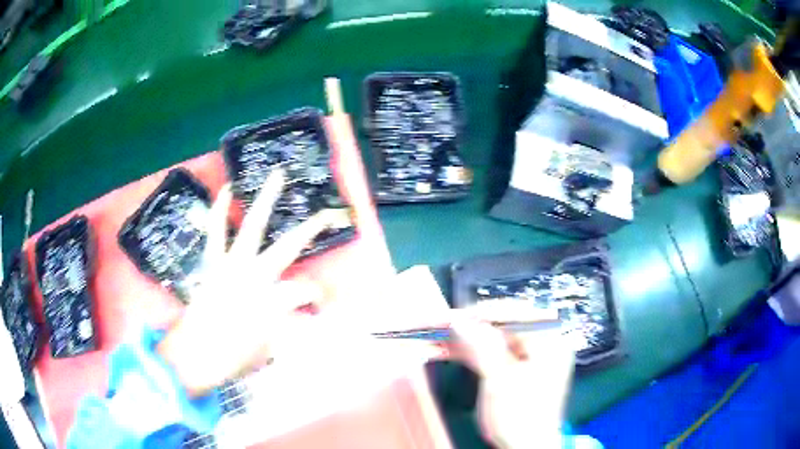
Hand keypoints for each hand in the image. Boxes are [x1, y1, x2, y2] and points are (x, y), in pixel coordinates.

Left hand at [158, 169, 336, 396]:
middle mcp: (256, 275)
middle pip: (289, 246)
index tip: (319, 307)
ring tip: (277, 176)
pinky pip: (216, 231)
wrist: (194, 355)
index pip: (306, 291)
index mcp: (274, 300)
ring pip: (253, 226)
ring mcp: (232, 265)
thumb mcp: (268, 350)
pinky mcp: (212, 263)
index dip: (317, 297)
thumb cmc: (233, 358)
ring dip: (266, 200)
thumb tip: (292, 316)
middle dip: (311, 229)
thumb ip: (282, 328)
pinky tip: (226, 190)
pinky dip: (219, 210)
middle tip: (326, 214)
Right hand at [449, 317, 574, 448]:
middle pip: (503, 325)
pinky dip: (471, 352)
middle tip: (443, 325)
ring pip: (493, 339)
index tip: (456, 315)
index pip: (517, 314)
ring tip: (438, 336)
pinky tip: (449, 350)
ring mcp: (529, 357)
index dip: (484, 312)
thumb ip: (482, 347)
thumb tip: (461, 320)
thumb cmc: (520, 416)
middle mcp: (542, 344)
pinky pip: (492, 353)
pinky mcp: (516, 369)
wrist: (526, 447)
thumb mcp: (500, 381)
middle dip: (471, 325)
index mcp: (550, 341)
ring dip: (466, 339)